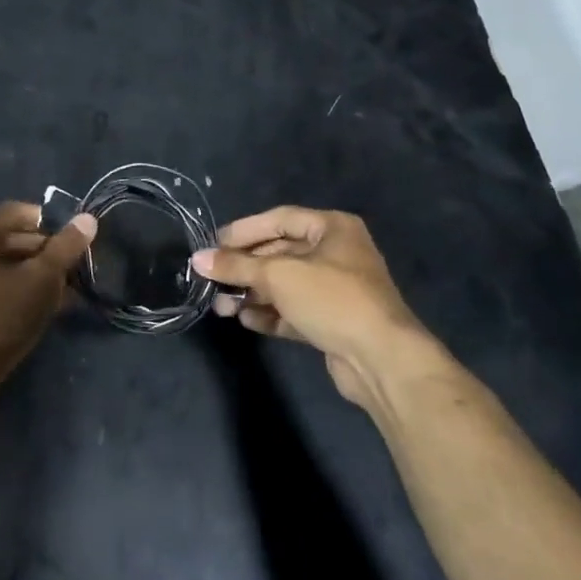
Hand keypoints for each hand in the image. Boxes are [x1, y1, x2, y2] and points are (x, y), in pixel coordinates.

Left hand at [0, 202, 96, 406]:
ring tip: (65, 295)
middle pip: (7, 241)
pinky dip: (14, 294)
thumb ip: (65, 247)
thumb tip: (88, 219)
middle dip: (44, 255)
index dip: (51, 225)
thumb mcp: (41, 279)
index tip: (77, 243)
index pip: (17, 213)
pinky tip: (42, 312)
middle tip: (75, 272)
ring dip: (33, 278)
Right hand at [192, 207, 444, 409]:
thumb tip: (198, 259)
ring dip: (252, 293)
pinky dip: (270, 313)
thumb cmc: (331, 299)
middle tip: (213, 279)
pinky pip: (293, 310)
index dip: (244, 230)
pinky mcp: (332, 321)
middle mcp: (336, 253)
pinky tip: (246, 320)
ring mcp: (336, 289)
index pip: (279, 219)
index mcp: (332, 228)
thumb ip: (237, 266)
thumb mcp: (279, 275)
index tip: (213, 244)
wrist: (381, 359)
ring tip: (223, 306)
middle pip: (279, 253)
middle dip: (245, 268)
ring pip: (284, 284)